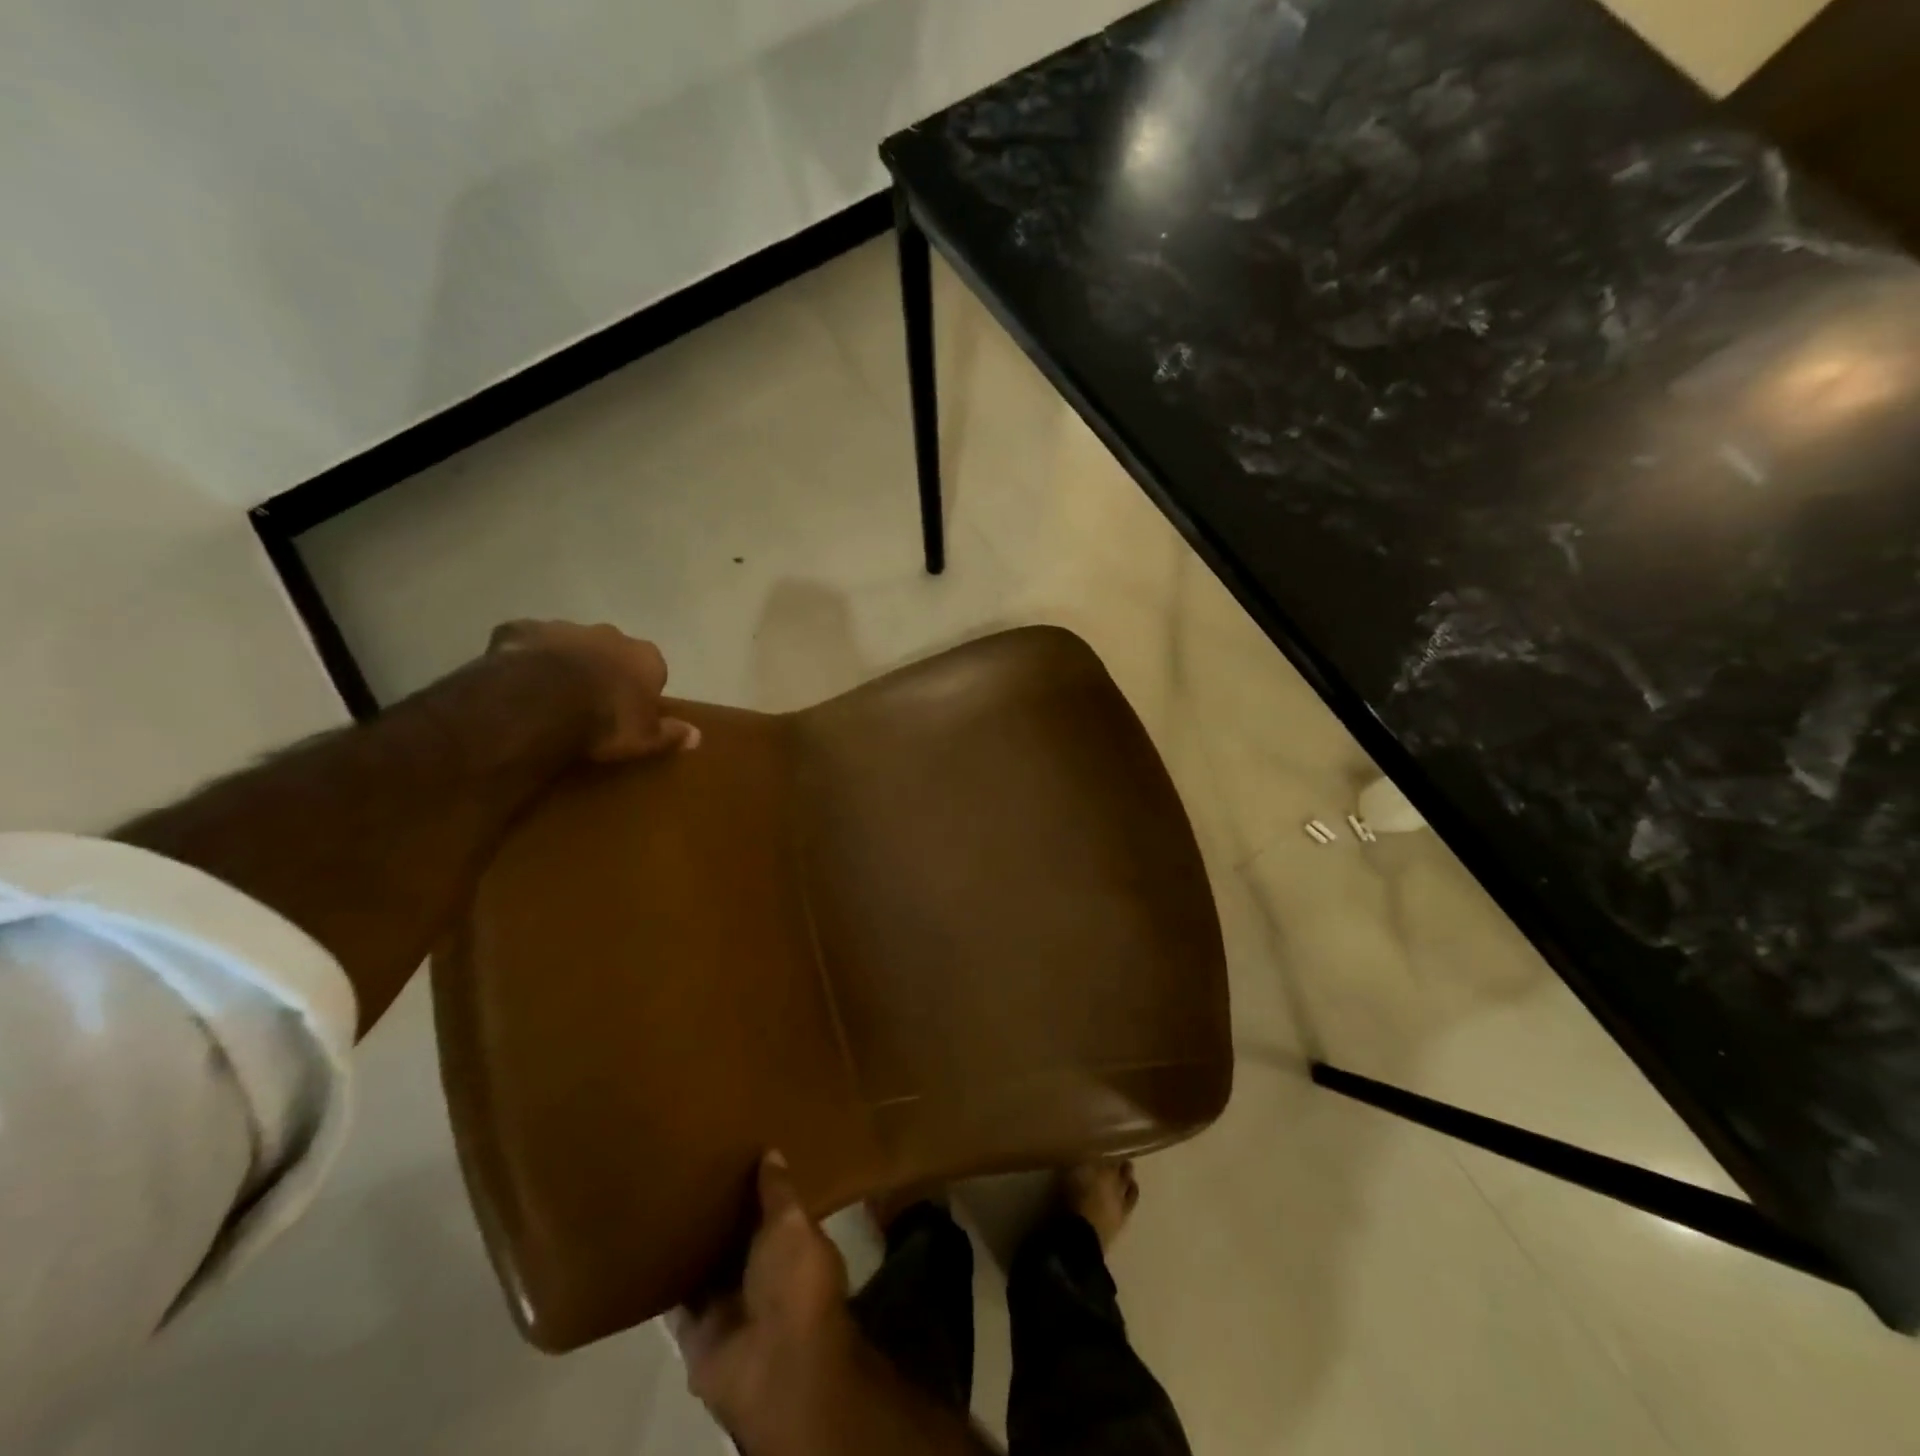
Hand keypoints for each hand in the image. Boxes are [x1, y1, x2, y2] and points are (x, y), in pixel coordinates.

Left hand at [489, 620, 700, 761]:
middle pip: (611, 650)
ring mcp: (563, 628)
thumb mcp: (645, 738)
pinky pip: (526, 642)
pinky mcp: (522, 630)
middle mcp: (609, 634)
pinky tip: (517, 679)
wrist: (542, 702)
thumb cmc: (605, 721)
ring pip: (568, 642)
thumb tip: (697, 736)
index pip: (651, 668)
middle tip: (590, 699)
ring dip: (564, 660)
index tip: (629, 709)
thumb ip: (670, 734)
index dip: (640, 688)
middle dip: (603, 667)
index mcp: (644, 657)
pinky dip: (524, 656)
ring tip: (550, 693)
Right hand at [672, 1153, 858, 1448]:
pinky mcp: (698, 1331)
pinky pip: (677, 1301)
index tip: (742, 1151)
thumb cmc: (795, 1281)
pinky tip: (646, 1243)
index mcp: (798, 1248)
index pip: (779, 1212)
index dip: (764, 1187)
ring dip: (693, 1243)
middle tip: (697, 1166)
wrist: (771, 1364)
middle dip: (724, 1212)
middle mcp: (766, 1276)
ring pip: (708, 1267)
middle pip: (740, 1238)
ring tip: (668, 1194)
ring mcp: (732, 1305)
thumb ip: (779, 1191)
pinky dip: (664, 1280)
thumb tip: (772, 1152)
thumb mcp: (792, 1223)